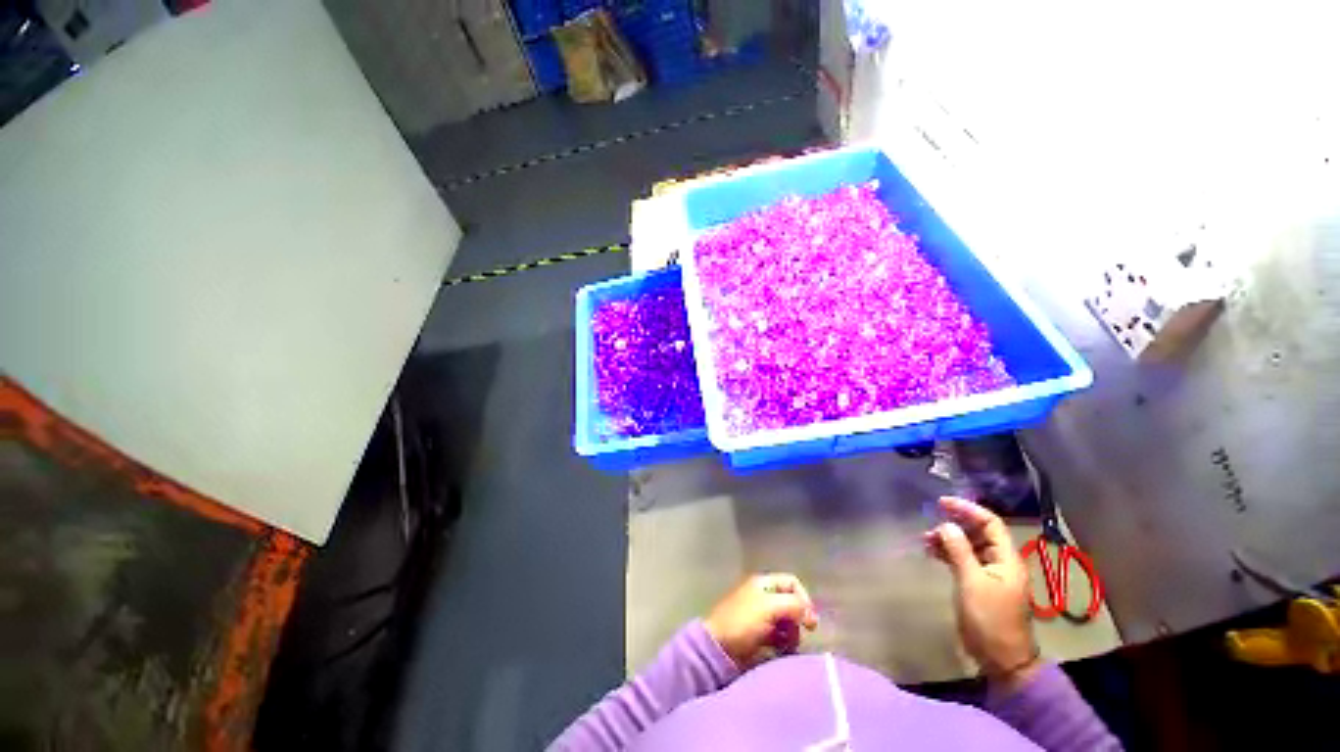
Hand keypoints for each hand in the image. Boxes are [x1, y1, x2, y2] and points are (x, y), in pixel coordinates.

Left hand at [705, 573, 818, 668]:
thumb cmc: (743, 621)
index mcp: (763, 583)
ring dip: (792, 634)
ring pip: (788, 621)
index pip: (792, 583)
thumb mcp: (769, 607)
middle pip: (791, 603)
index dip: (804, 598)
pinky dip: (784, 643)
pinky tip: (781, 651)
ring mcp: (762, 616)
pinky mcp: (760, 635)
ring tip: (787, 645)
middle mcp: (764, 596)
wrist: (719, 647)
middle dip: (798, 619)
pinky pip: (780, 636)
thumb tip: (809, 613)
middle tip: (796, 634)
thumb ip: (792, 605)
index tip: (808, 620)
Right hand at [924, 497, 1039, 687]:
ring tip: (926, 540)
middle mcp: (1001, 562)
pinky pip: (964, 559)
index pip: (990, 523)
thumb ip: (959, 551)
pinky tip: (932, 553)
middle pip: (979, 533)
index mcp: (1007, 559)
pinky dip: (949, 553)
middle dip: (955, 524)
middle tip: (930, 521)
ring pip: (969, 546)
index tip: (941, 502)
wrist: (1002, 658)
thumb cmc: (989, 618)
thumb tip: (946, 525)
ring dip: (949, 539)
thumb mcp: (972, 582)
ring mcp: (991, 574)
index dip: (967, 509)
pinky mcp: (981, 585)